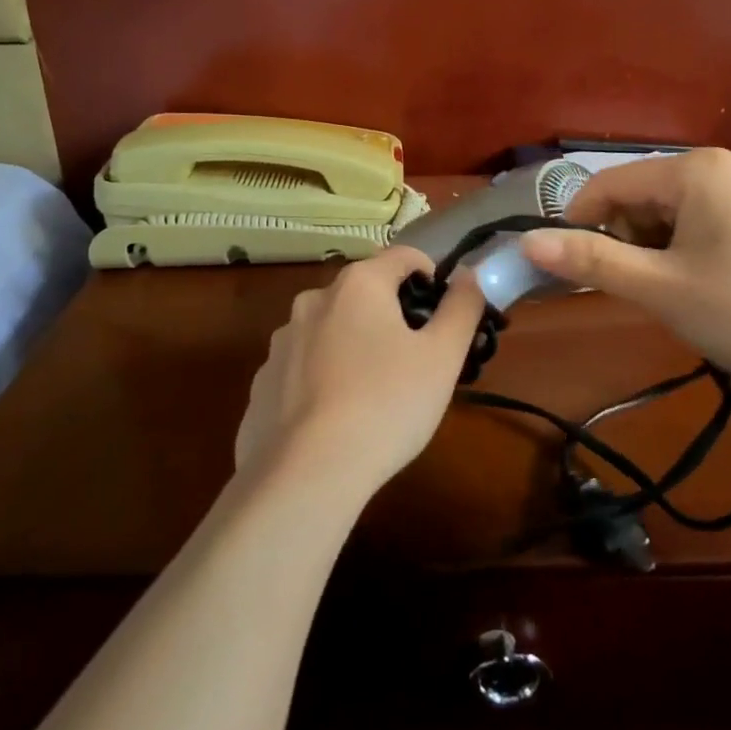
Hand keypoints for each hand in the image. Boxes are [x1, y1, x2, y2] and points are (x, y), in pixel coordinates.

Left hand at [236, 246, 488, 498]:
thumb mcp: (443, 356)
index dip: (431, 276)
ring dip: (355, 344)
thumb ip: (462, 306)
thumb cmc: (387, 404)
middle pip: (365, 292)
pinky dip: (324, 378)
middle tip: (416, 359)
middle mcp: (313, 300)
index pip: (403, 256)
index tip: (445, 313)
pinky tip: (337, 417)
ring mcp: (281, 342)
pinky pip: (303, 367)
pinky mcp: (262, 382)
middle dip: (393, 315)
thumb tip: (468, 274)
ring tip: (376, 393)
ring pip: (331, 329)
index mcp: (358, 285)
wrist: (307, 474)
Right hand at [518, 149, 730, 396]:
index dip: (576, 225)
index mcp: (692, 170)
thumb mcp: (659, 288)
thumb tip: (526, 243)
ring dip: (644, 253)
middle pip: (632, 197)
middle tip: (628, 291)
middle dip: (618, 242)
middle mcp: (712, 168)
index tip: (566, 272)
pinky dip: (671, 256)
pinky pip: (686, 227)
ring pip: (657, 216)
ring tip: (663, 295)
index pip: (606, 184)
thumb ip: (591, 262)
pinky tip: (688, 290)